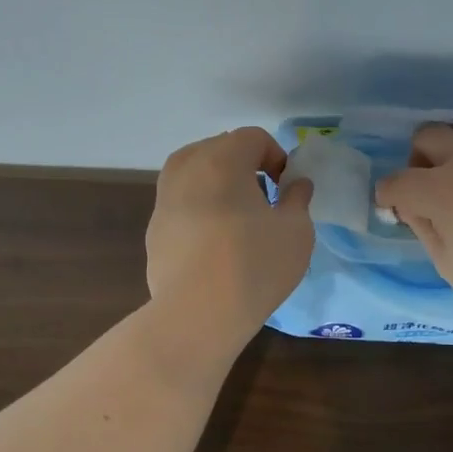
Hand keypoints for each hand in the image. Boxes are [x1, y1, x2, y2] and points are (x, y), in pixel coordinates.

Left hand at [145, 127, 315, 348]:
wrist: (197, 314)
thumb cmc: (255, 264)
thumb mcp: (296, 231)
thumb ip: (298, 199)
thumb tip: (296, 184)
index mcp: (221, 159)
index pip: (253, 137)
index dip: (276, 157)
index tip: (286, 189)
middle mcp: (186, 169)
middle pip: (219, 149)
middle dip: (245, 166)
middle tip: (265, 201)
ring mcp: (164, 199)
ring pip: (195, 175)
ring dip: (219, 186)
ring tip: (239, 220)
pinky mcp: (154, 229)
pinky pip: (182, 204)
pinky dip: (200, 210)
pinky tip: (215, 246)